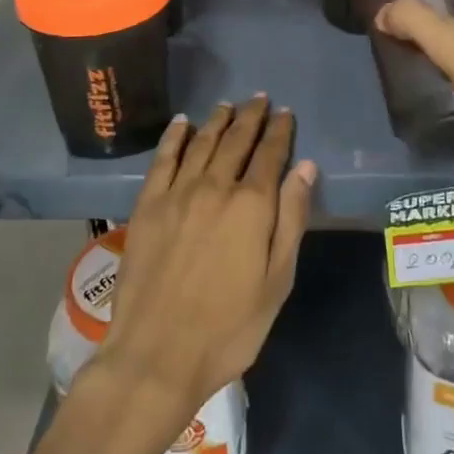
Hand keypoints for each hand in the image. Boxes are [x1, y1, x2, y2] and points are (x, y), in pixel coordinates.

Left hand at [88, 97, 315, 427]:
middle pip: (236, 141)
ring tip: (228, 105)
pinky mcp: (147, 204)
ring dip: (218, 121)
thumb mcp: (276, 281)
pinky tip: (182, 123)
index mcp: (251, 205)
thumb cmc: (229, 327)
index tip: (285, 113)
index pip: (270, 155)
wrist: (158, 354)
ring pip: (201, 143)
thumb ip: (291, 219)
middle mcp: (215, 187)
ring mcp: (177, 193)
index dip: (280, 131)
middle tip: (259, 99)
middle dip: (251, 117)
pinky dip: (175, 136)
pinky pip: (163, 158)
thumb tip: (306, 168)